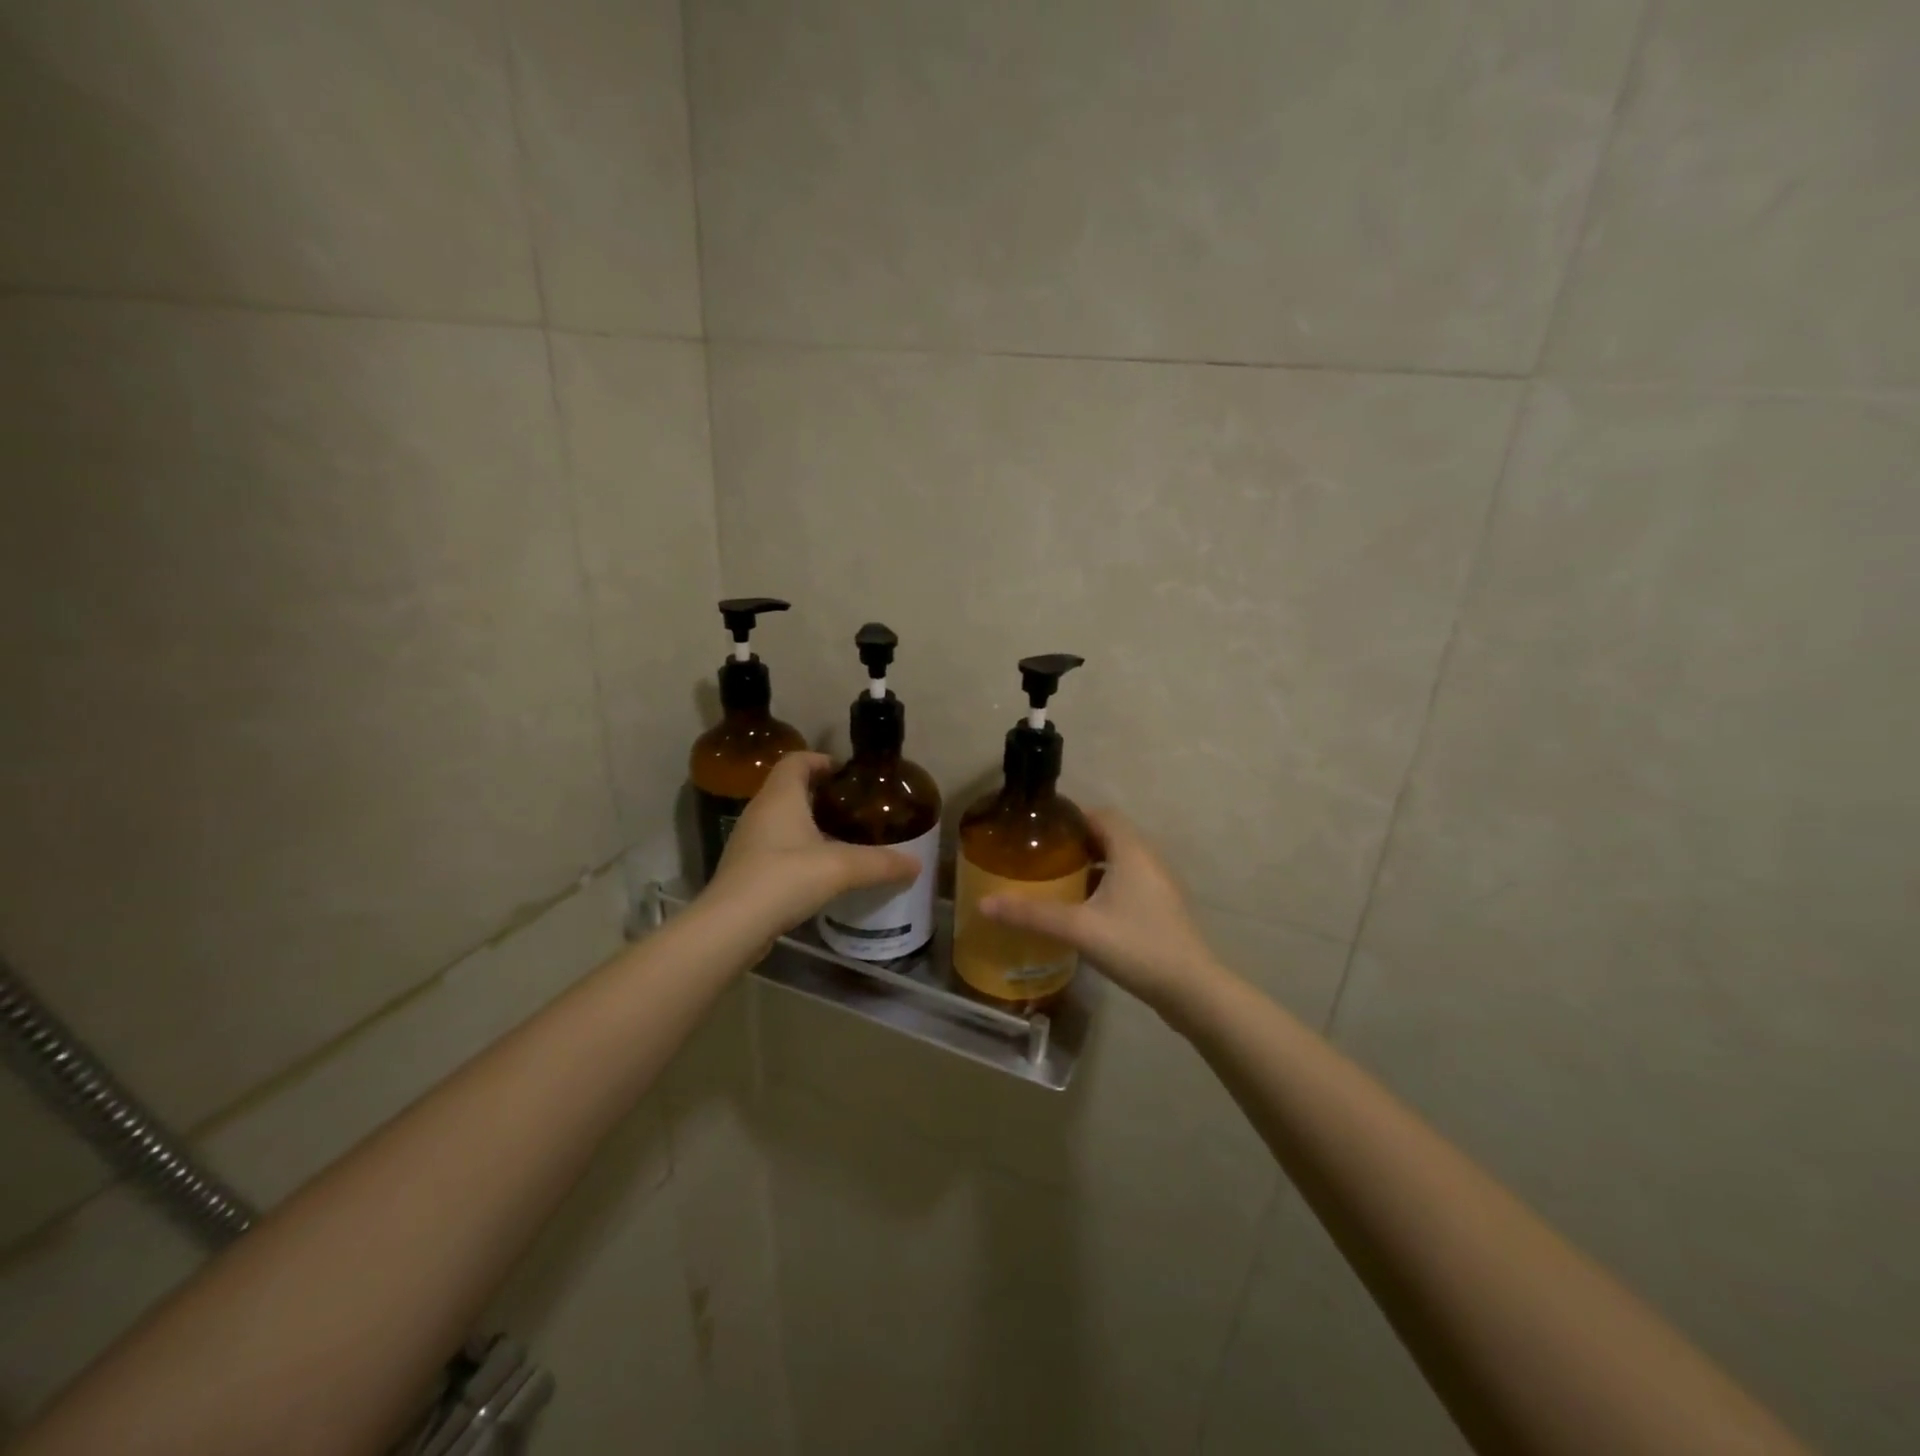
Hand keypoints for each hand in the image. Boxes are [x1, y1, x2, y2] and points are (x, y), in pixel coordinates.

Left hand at [701, 752, 915, 941]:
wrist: (731, 926)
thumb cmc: (784, 878)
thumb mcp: (840, 868)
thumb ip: (880, 864)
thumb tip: (916, 865)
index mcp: (780, 797)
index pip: (796, 760)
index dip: (820, 760)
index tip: (846, 772)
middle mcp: (760, 811)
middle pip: (789, 788)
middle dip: (819, 793)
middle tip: (851, 807)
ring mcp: (748, 842)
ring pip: (781, 820)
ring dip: (807, 823)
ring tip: (840, 838)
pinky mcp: (745, 870)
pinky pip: (775, 848)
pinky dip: (796, 850)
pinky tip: (818, 871)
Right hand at [980, 810, 1222, 1014]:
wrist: (1191, 990)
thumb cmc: (1136, 945)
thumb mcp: (1078, 928)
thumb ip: (1031, 914)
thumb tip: (984, 903)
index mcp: (1131, 851)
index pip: (1100, 815)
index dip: (1071, 818)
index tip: (1040, 830)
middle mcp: (1148, 861)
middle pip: (1108, 837)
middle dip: (1075, 844)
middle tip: (1041, 858)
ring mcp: (1158, 887)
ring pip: (1119, 863)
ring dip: (1091, 867)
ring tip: (1056, 883)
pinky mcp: (1161, 911)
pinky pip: (1128, 885)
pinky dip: (1105, 887)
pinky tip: (1083, 912)